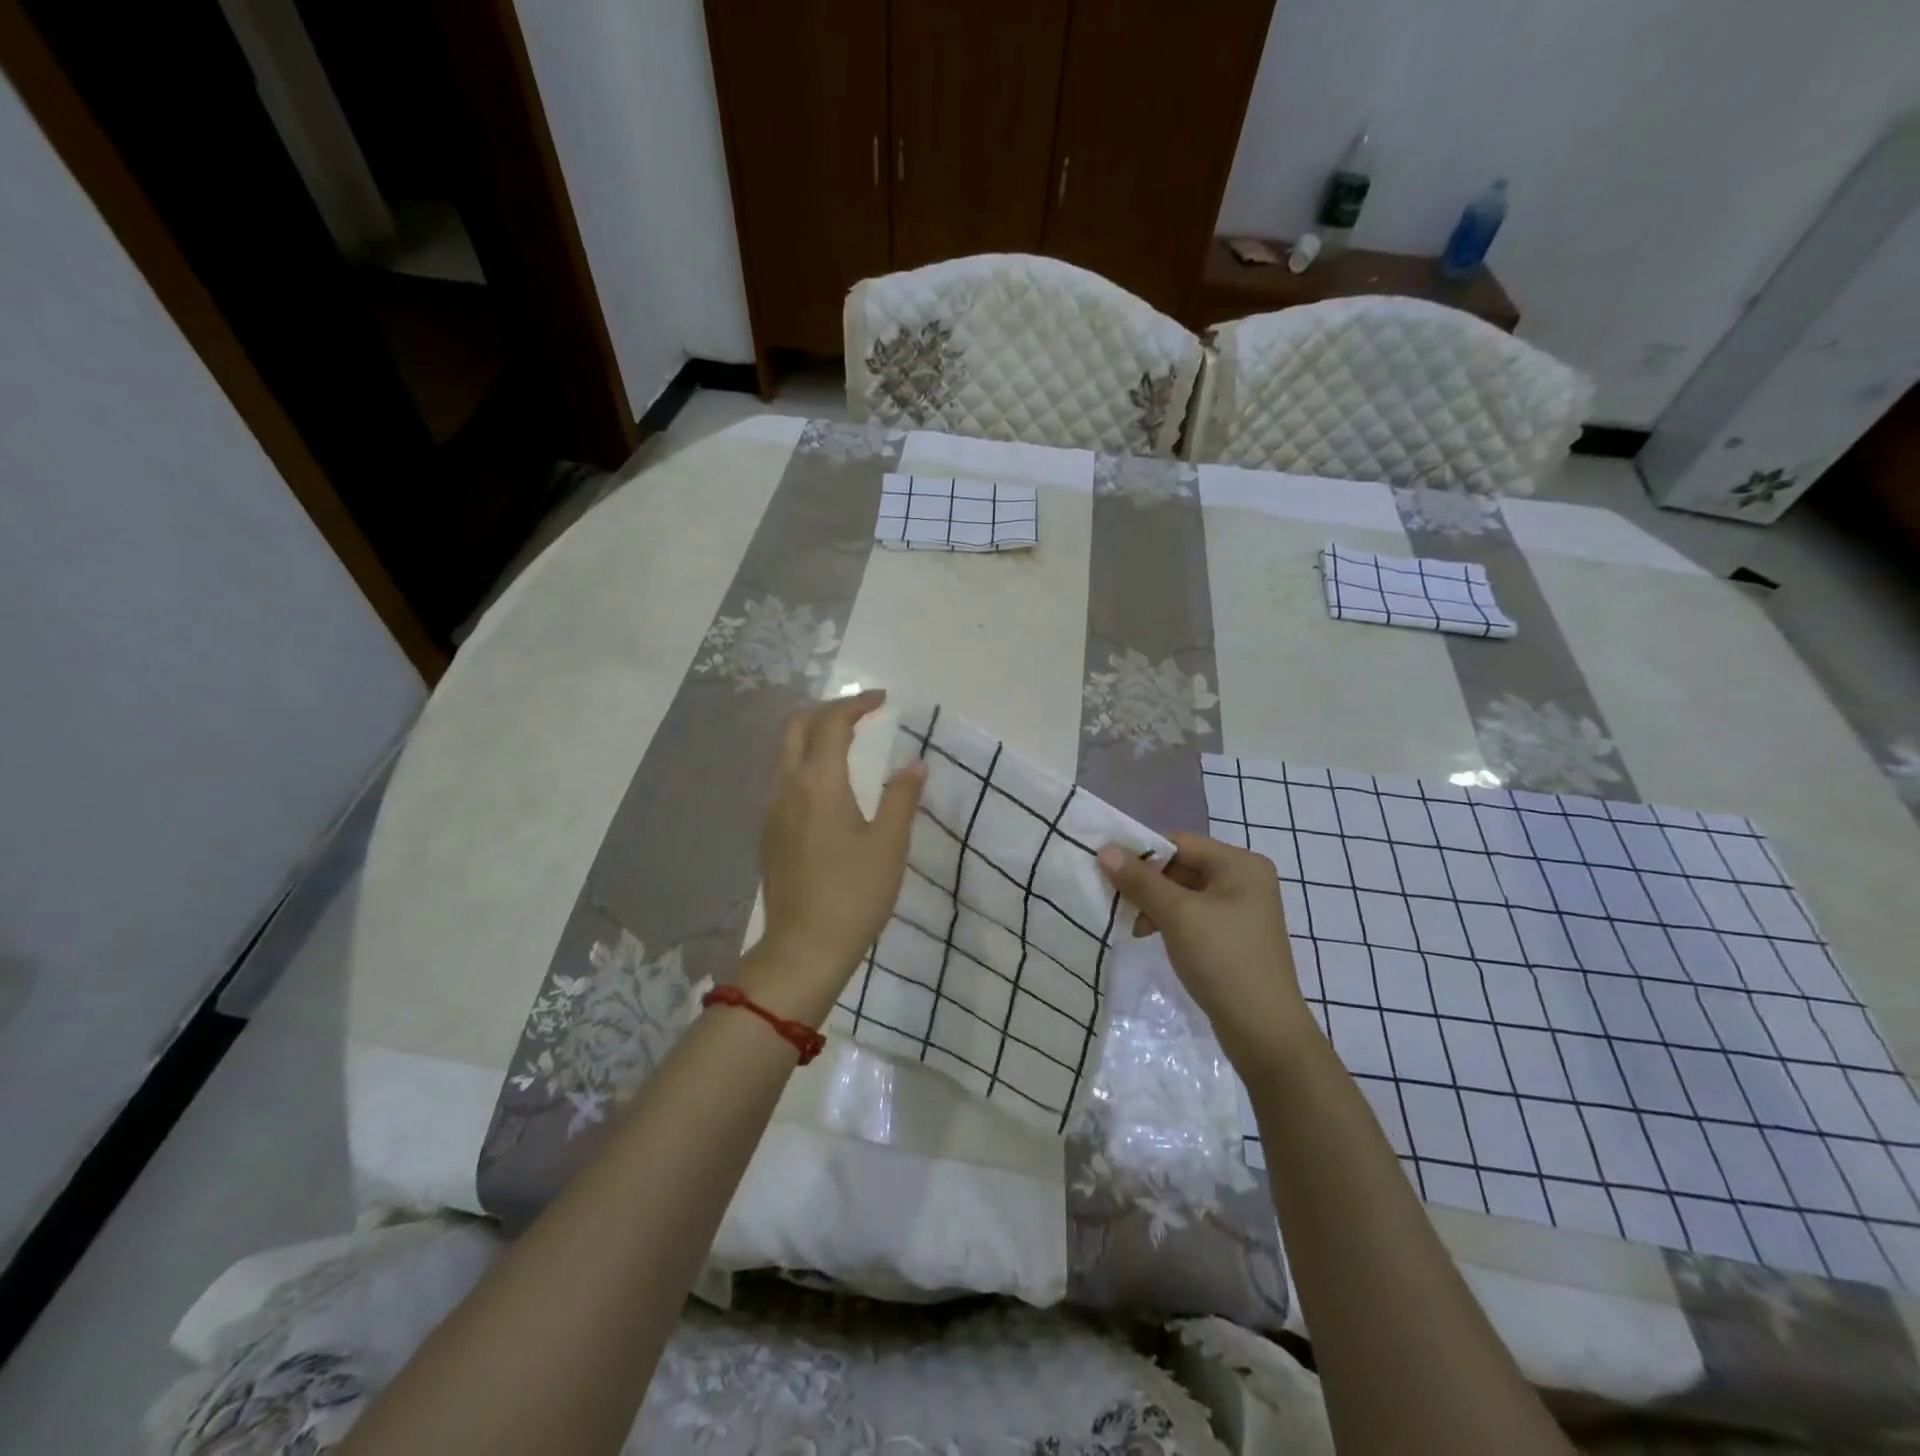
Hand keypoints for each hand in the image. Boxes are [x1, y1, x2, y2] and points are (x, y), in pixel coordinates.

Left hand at [746, 690, 924, 1022]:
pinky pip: (782, 781)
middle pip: (794, 727)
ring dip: (811, 736)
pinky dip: (804, 764)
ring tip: (847, 743)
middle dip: (825, 711)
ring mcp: (772, 811)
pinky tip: (829, 788)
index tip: (883, 701)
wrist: (804, 948)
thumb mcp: (889, 844)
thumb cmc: (854, 894)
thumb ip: (902, 797)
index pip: (832, 723)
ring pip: (784, 754)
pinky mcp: (768, 834)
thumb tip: (915, 763)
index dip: (857, 704)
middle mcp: (788, 788)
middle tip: (860, 715)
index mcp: (819, 783)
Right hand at [1098, 833, 1312, 1063]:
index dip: (1142, 852)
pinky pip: (1193, 914)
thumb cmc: (1223, 960)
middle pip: (1182, 866)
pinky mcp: (1233, 935)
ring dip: (1155, 903)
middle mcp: (1245, 879)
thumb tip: (1105, 849)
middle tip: (1116, 900)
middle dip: (1147, 882)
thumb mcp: (1177, 915)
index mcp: (1240, 864)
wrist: (1264, 1032)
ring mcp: (1241, 909)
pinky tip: (1150, 936)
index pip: (1180, 842)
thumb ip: (1140, 880)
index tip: (1107, 869)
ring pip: (1184, 892)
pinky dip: (1169, 921)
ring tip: (1134, 926)